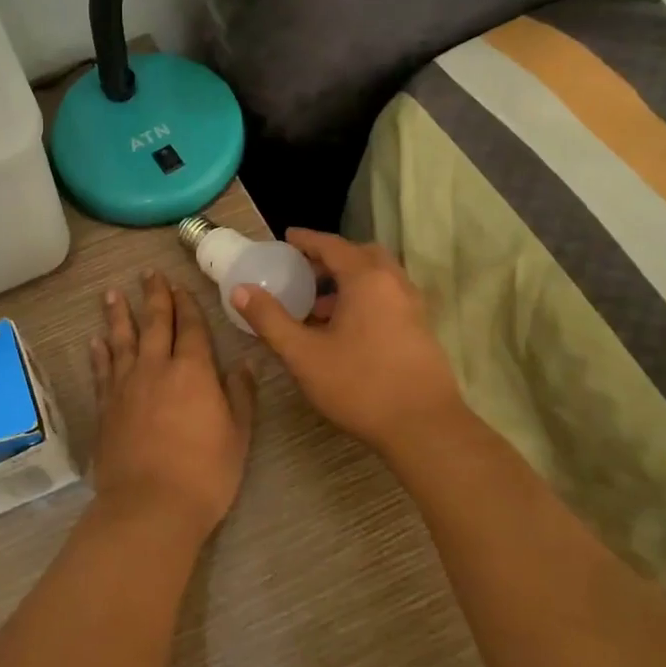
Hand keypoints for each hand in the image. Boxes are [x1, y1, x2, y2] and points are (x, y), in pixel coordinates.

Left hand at [89, 270, 257, 542]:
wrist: (150, 506)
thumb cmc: (204, 474)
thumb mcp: (238, 436)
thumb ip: (240, 396)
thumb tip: (243, 364)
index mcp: (193, 371)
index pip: (191, 328)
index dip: (187, 304)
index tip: (180, 285)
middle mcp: (156, 368)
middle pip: (155, 323)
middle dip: (154, 296)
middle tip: (148, 273)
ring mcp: (126, 385)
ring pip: (122, 339)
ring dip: (118, 315)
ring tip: (113, 293)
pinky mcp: (105, 406)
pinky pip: (101, 370)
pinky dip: (99, 353)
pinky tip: (95, 341)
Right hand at [232, 229, 459, 457]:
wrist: (424, 428)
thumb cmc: (360, 385)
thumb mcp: (303, 354)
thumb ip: (270, 319)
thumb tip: (240, 290)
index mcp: (366, 279)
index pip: (332, 245)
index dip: (306, 240)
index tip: (286, 238)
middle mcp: (394, 283)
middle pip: (360, 255)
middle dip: (330, 258)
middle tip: (303, 271)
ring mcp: (413, 306)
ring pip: (377, 277)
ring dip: (348, 280)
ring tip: (317, 306)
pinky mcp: (421, 329)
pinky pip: (388, 297)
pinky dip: (364, 298)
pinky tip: (345, 330)